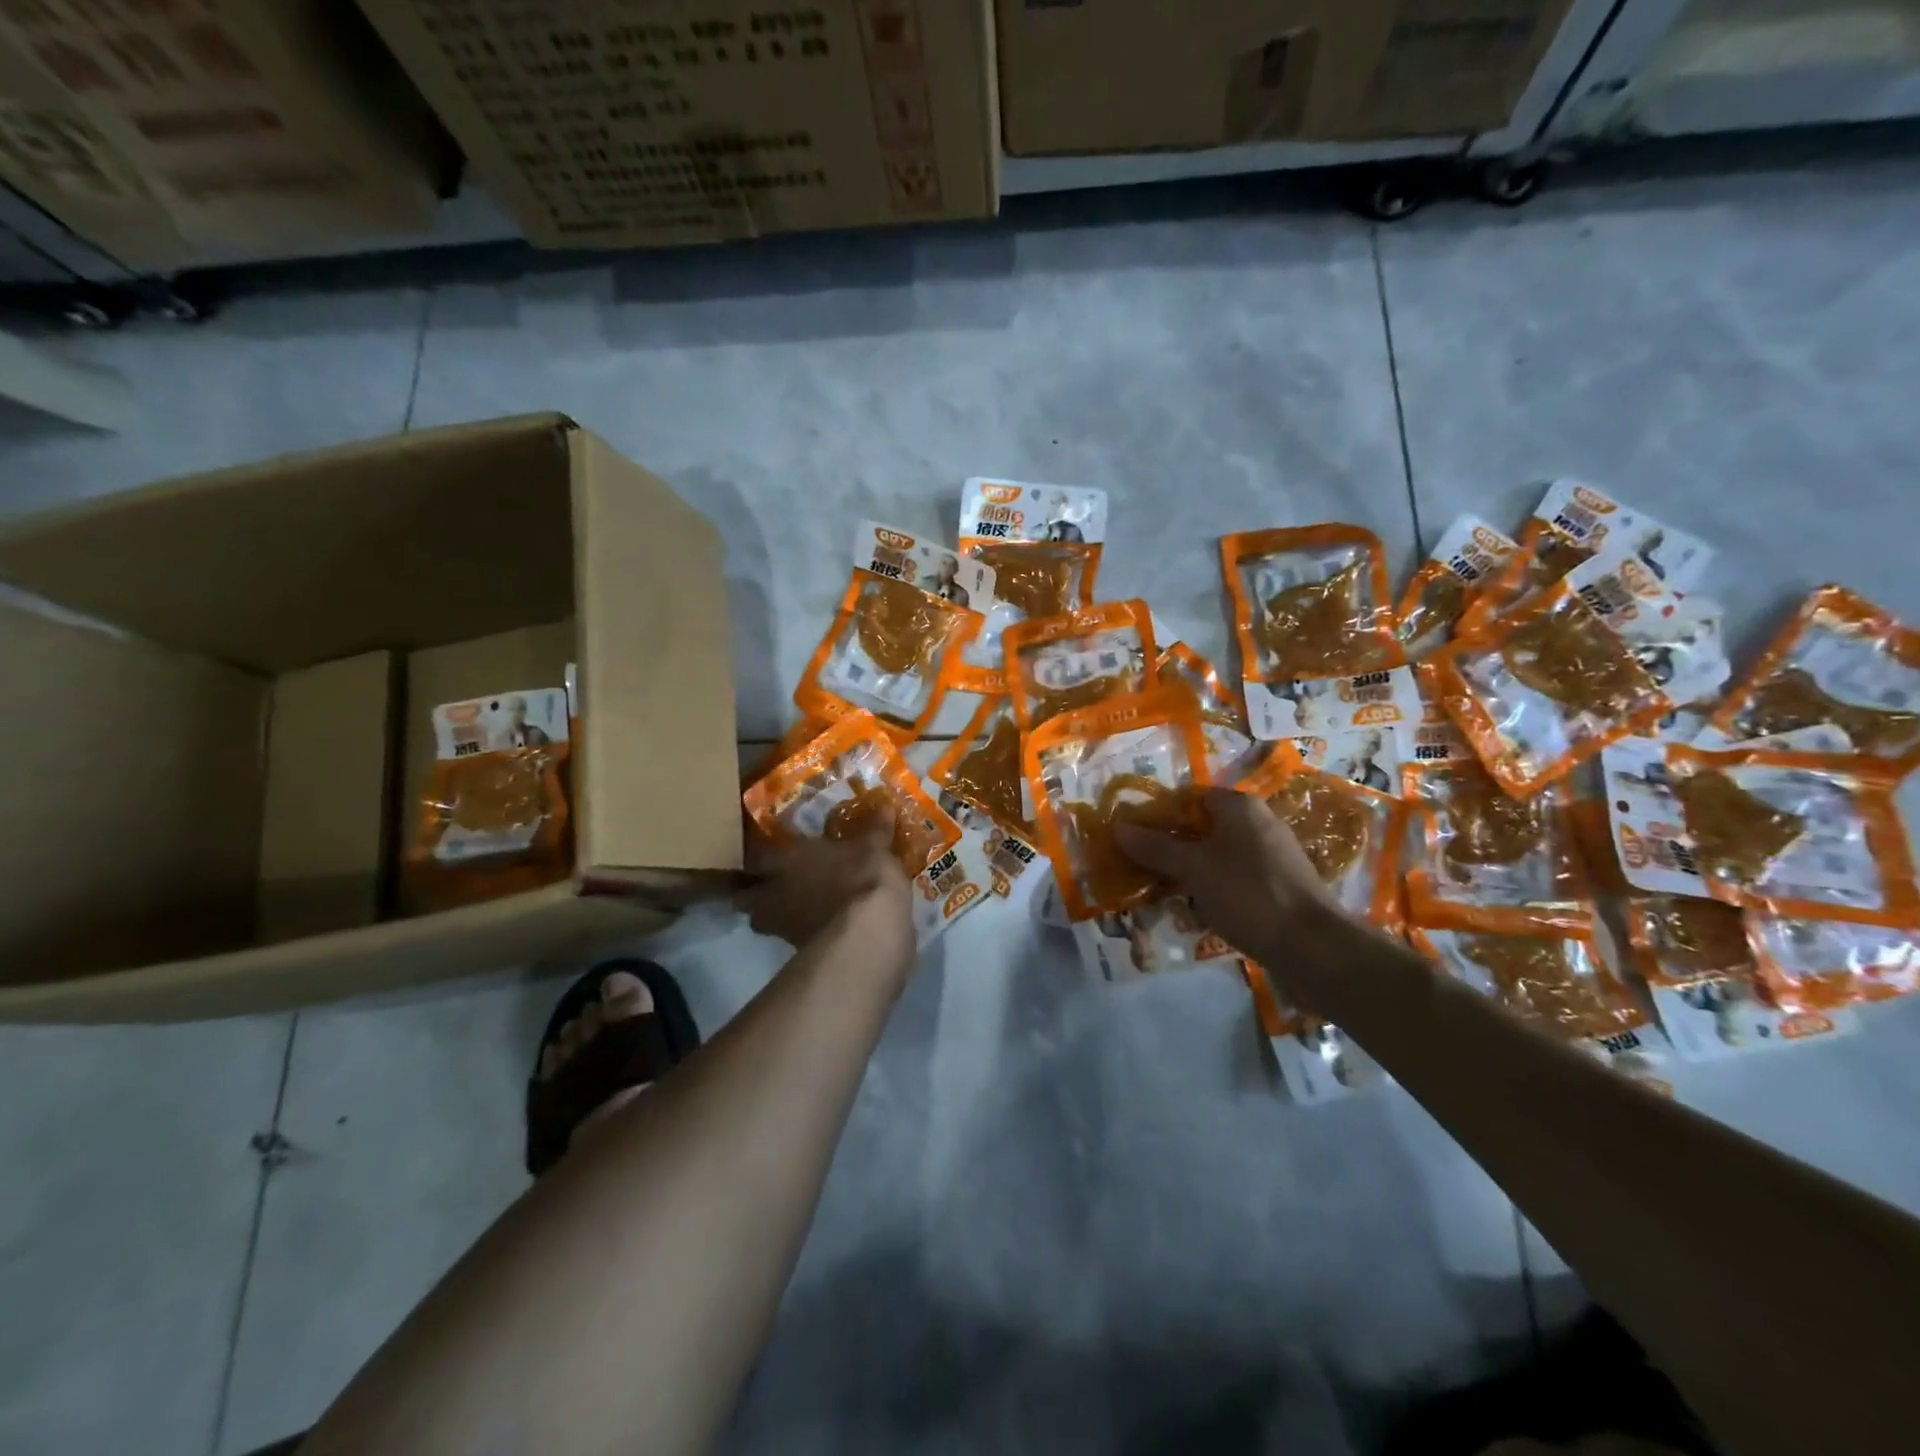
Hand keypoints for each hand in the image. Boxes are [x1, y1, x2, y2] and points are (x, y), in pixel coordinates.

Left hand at [736, 814, 913, 950]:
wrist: (868, 934)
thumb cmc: (861, 877)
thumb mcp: (875, 847)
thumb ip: (875, 828)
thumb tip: (885, 806)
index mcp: (784, 859)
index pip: (755, 855)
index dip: (761, 854)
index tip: (770, 852)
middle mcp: (772, 892)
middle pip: (744, 896)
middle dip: (753, 891)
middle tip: (772, 885)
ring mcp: (781, 926)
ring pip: (763, 921)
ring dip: (774, 915)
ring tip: (796, 908)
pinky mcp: (798, 952)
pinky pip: (791, 938)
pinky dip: (801, 932)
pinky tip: (821, 926)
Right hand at [1112, 787, 1338, 963]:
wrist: (1313, 947)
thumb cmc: (1247, 894)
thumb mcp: (1192, 868)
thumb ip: (1155, 847)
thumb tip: (1118, 827)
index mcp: (1239, 806)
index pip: (1188, 797)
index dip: (1158, 815)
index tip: (1134, 838)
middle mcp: (1257, 822)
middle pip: (1201, 828)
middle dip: (1171, 849)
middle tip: (1144, 871)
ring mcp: (1271, 855)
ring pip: (1216, 856)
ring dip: (1189, 873)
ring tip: (1165, 896)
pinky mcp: (1278, 885)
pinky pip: (1234, 879)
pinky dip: (1213, 890)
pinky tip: (1199, 914)